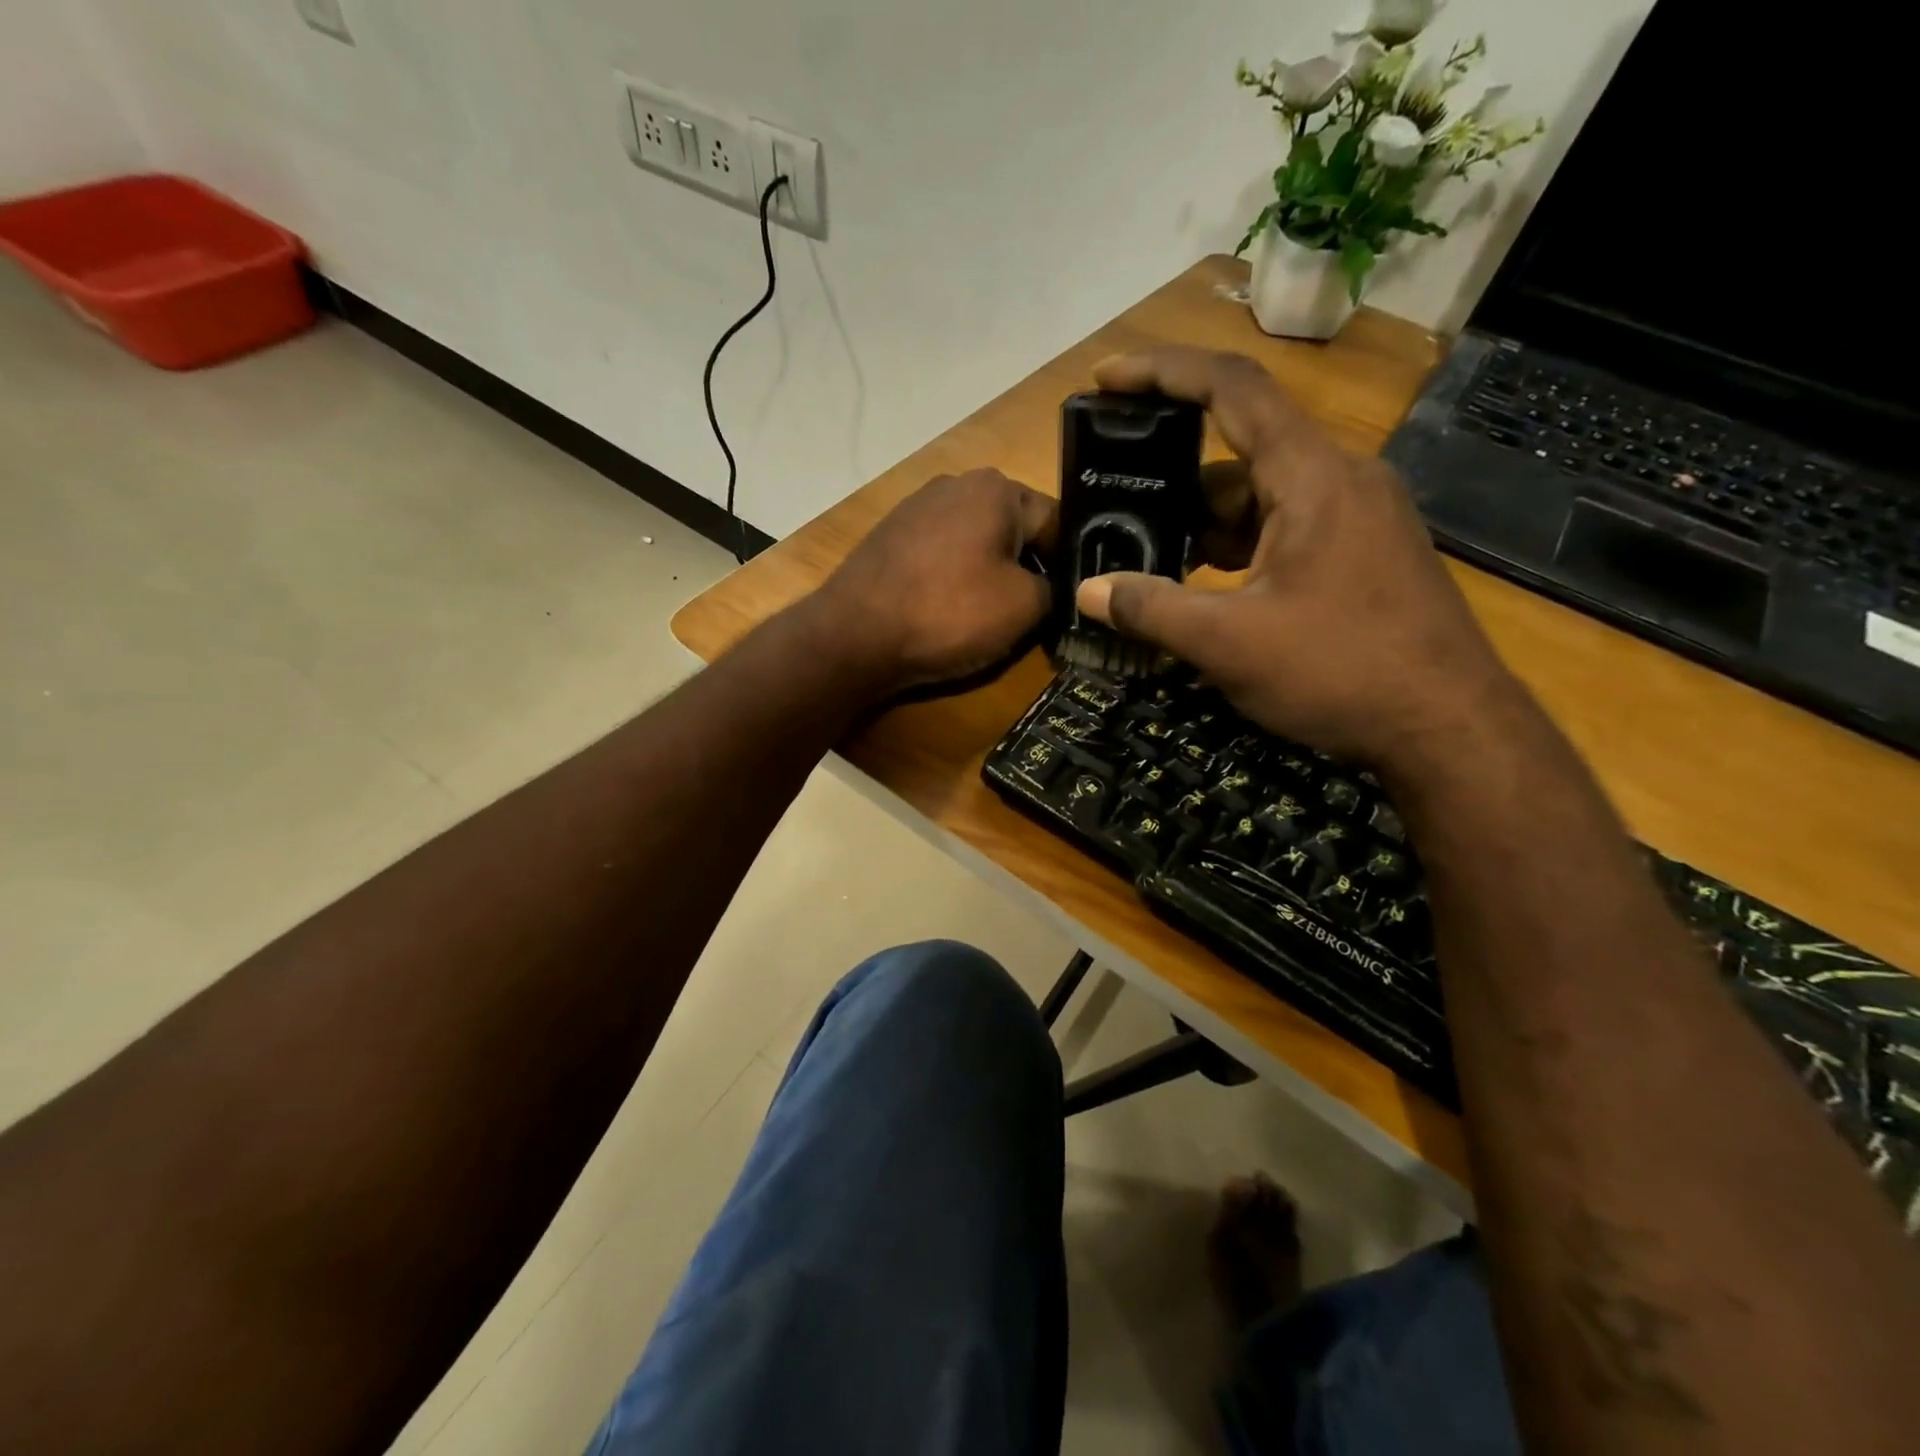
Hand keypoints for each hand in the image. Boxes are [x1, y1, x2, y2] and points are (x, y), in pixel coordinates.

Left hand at [809, 468, 1055, 693]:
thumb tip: (1053, 588)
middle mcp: (955, 483)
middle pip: (1013, 529)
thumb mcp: (1025, 607)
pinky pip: (940, 556)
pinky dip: (952, 580)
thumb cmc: (949, 613)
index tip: (1070, 601)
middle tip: (1033, 614)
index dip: (1070, 565)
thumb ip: (1055, 589)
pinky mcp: (889, 537)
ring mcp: (915, 508)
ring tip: (988, 617)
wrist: (854, 636)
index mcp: (996, 488)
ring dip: (988, 575)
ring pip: (975, 543)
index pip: (1056, 522)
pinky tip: (947, 611)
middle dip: (1026, 568)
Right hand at [1075, 347, 1519, 769]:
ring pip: (1262, 496)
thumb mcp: (1230, 643)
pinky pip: (1286, 527)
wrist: (1449, 729)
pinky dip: (1238, 546)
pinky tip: (1206, 587)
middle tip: (1117, 501)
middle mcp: (1341, 479)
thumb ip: (1152, 610)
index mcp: (1312, 477)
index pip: (1231, 389)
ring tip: (1150, 558)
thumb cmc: (1341, 672)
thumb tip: (1087, 592)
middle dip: (1173, 475)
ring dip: (1205, 521)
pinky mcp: (1363, 553)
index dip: (1162, 372)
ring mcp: (1358, 517)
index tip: (1107, 377)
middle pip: (1240, 449)